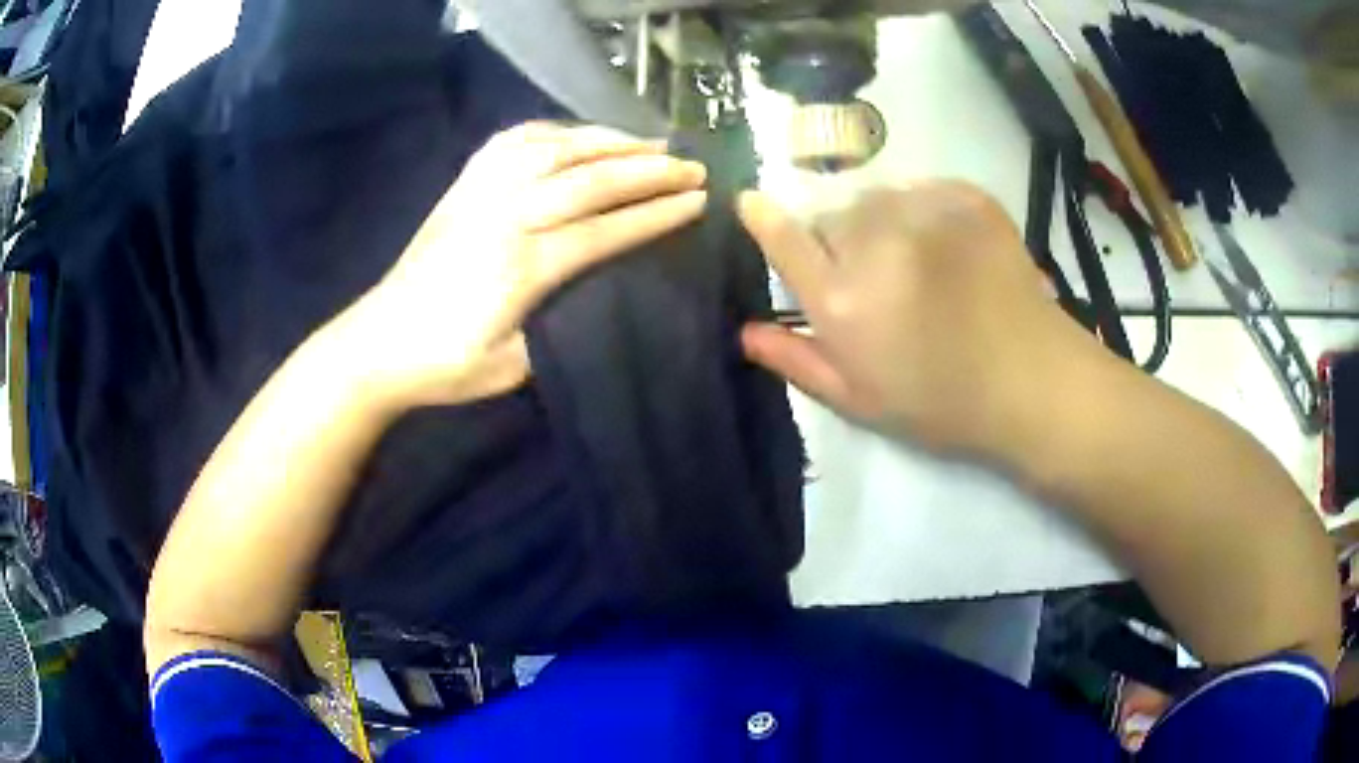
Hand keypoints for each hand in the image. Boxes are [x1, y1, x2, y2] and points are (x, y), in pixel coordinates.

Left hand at [340, 122, 707, 408]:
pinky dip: (554, 131)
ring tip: (649, 142)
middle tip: (692, 166)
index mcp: (520, 267)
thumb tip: (599, 294)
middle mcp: (504, 215)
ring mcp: (479, 193)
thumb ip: (559, 328)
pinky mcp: (462, 186)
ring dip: (608, 140)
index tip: (697, 201)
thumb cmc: (443, 366)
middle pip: (588, 179)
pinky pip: (512, 141)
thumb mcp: (510, 369)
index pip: (602, 229)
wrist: (376, 344)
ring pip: (554, 149)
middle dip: (648, 170)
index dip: (654, 214)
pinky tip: (577, 135)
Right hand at [738, 183, 1097, 458]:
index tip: (751, 203)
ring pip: (876, 198)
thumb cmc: (942, 402)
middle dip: (837, 239)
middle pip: (831, 217)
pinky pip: (922, 190)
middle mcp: (875, 245)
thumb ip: (798, 360)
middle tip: (871, 276)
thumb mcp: (861, 400)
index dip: (762, 218)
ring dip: (880, 222)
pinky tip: (949, 246)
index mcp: (843, 301)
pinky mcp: (966, 198)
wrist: (1032, 380)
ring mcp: (925, 213)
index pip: (784, 240)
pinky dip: (923, 210)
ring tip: (915, 259)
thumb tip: (745, 331)